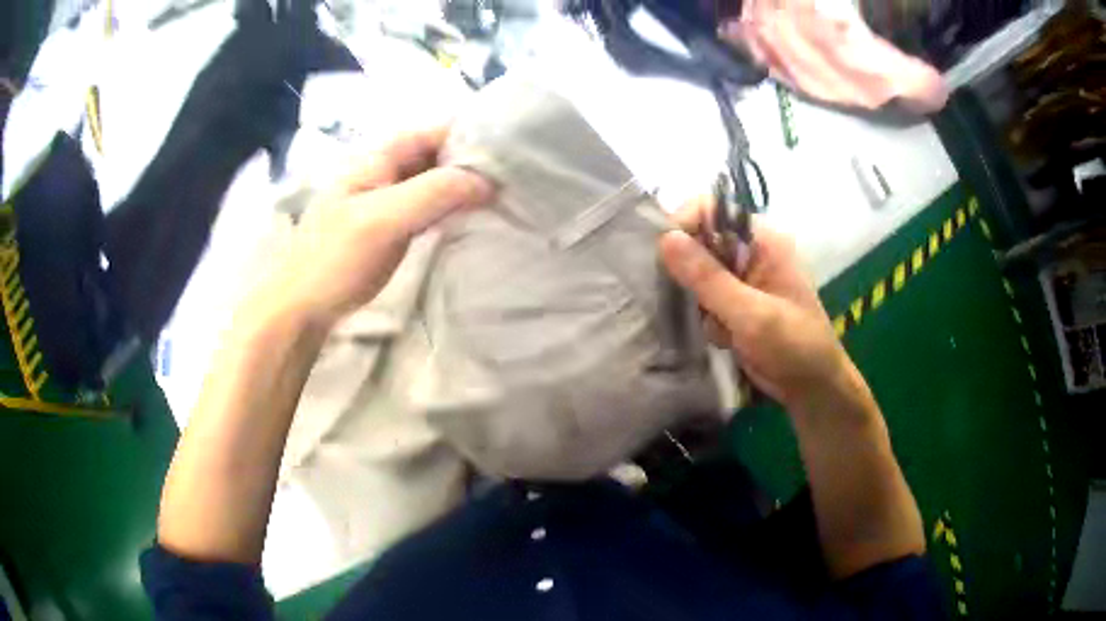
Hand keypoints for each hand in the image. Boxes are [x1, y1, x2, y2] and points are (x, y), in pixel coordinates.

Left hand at [251, 127, 493, 326]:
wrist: (302, 307)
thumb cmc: (335, 258)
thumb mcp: (383, 220)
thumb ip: (433, 193)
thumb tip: (488, 181)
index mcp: (378, 159)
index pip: (433, 132)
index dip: (469, 136)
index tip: (509, 151)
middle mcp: (385, 172)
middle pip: (435, 155)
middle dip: (471, 162)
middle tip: (514, 177)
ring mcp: (387, 201)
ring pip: (433, 182)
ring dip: (463, 186)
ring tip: (502, 196)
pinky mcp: (390, 227)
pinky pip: (427, 207)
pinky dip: (450, 208)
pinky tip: (471, 218)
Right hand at [658, 198, 867, 417]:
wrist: (813, 389)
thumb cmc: (794, 347)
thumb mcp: (752, 314)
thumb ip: (708, 278)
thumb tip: (664, 239)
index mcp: (762, 241)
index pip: (711, 210)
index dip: (683, 225)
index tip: (663, 258)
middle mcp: (750, 253)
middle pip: (700, 240)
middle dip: (690, 272)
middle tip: (693, 301)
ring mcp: (742, 280)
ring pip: (698, 274)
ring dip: (699, 301)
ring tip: (719, 327)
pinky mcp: (735, 304)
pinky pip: (704, 298)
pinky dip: (706, 318)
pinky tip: (724, 339)